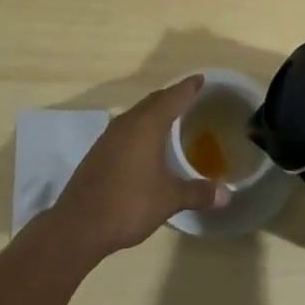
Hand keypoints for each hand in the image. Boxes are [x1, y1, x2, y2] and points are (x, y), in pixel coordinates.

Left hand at [48, 76, 227, 259]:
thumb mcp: (169, 199)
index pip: (173, 97)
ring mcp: (109, 137)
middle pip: (153, 101)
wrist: (78, 225)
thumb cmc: (128, 204)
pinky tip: (146, 144)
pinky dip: (141, 127)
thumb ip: (198, 193)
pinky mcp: (99, 151)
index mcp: (147, 125)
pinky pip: (127, 128)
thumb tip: (227, 194)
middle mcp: (127, 123)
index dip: (188, 87)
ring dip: (154, 111)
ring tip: (171, 118)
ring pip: (137, 114)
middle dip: (172, 96)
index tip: (201, 79)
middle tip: (190, 97)